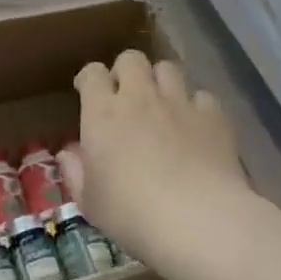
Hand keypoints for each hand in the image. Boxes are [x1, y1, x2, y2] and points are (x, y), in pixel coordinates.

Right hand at [60, 51, 246, 264]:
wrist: (198, 221)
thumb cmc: (132, 214)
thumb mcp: (90, 202)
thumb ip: (75, 172)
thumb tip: (68, 153)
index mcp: (103, 112)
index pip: (92, 73)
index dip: (89, 78)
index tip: (87, 93)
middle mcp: (139, 96)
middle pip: (131, 58)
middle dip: (127, 71)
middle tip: (126, 96)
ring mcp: (179, 103)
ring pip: (168, 68)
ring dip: (161, 81)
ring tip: (163, 105)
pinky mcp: (213, 117)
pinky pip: (202, 96)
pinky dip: (196, 106)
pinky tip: (196, 127)